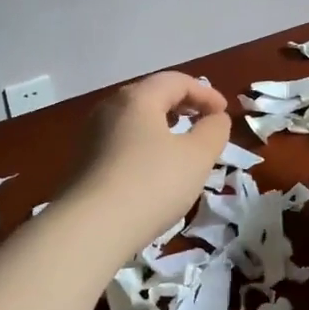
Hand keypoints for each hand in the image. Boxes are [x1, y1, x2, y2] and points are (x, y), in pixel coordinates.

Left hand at [60, 72, 231, 253]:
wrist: (91, 228)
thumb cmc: (152, 184)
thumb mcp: (197, 157)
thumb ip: (213, 131)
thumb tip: (215, 118)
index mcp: (137, 98)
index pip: (176, 81)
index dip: (205, 92)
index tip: (225, 113)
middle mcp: (109, 108)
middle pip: (151, 96)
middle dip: (182, 105)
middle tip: (204, 122)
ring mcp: (91, 136)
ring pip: (134, 120)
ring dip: (162, 126)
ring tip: (181, 145)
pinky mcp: (83, 163)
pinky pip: (121, 142)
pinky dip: (144, 145)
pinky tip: (154, 169)